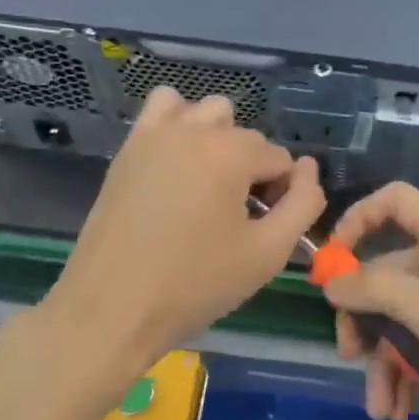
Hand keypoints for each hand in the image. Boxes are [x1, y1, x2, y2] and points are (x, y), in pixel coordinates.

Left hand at [46, 86, 325, 368]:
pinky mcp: (129, 147)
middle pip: (246, 136)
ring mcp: (156, 134)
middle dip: (252, 170)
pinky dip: (179, 123)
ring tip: (208, 185)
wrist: (109, 310)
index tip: (263, 231)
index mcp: (231, 153)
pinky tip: (178, 164)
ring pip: (206, 112)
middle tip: (237, 218)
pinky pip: (163, 108)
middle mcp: (195, 129)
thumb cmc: (194, 285)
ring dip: (219, 139)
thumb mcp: (267, 254)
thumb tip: (309, 171)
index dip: (282, 196)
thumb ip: (303, 205)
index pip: (280, 159)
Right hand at [324, 182, 418, 419]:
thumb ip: (374, 290)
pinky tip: (405, 411)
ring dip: (388, 363)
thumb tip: (331, 282)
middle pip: (391, 274)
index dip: (358, 220)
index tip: (333, 262)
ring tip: (383, 412)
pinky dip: (415, 373)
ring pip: (409, 319)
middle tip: (350, 358)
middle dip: (366, 321)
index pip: (393, 202)